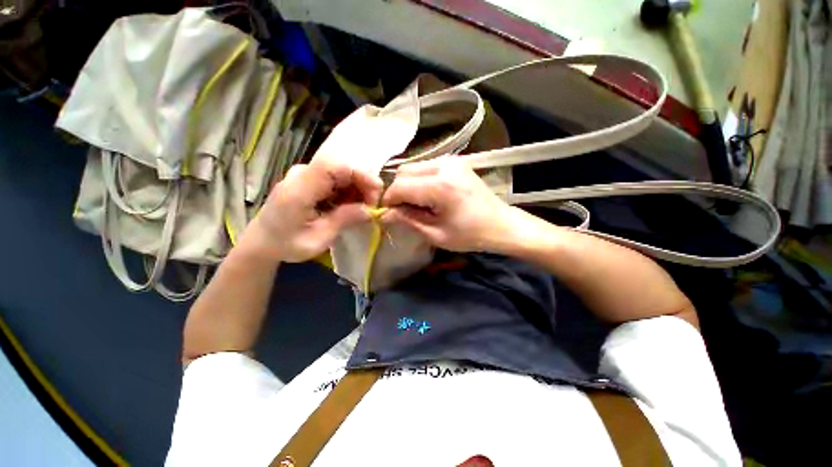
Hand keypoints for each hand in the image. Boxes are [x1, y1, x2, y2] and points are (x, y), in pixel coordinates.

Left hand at [246, 158, 382, 261]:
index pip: (334, 165)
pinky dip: (350, 191)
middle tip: (371, 207)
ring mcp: (306, 174)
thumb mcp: (318, 239)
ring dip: (358, 189)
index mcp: (299, 189)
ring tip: (361, 209)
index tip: (375, 195)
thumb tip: (371, 210)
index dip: (360, 175)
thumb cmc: (287, 243)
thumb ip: (344, 220)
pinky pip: (337, 178)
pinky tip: (350, 206)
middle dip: (364, 184)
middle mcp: (302, 174)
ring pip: (343, 172)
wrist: (263, 240)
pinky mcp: (311, 178)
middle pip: (342, 166)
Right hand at [381, 157, 515, 251]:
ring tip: (417, 204)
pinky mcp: (455, 161)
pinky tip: (428, 195)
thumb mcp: (436, 235)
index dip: (389, 200)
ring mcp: (451, 161)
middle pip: (403, 171)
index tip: (388, 214)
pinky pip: (426, 166)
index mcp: (440, 186)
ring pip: (413, 167)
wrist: (502, 224)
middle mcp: (444, 166)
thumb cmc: (471, 235)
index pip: (400, 186)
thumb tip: (385, 213)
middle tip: (403, 210)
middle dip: (398, 191)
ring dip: (408, 185)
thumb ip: (408, 220)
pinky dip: (420, 180)